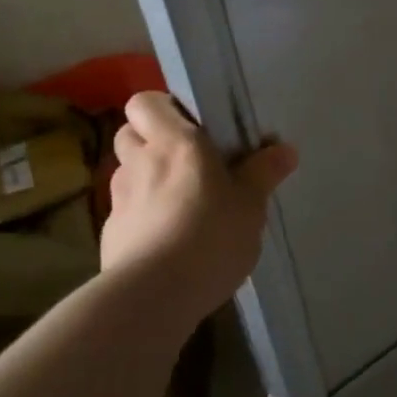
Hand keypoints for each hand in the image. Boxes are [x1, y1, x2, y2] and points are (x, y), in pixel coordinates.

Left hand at [100, 93, 298, 318]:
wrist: (154, 295)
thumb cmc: (210, 236)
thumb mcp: (251, 205)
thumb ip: (264, 173)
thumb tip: (285, 149)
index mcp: (174, 143)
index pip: (146, 102)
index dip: (164, 109)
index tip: (194, 127)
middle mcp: (140, 162)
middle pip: (130, 133)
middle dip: (152, 140)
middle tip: (187, 162)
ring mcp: (119, 198)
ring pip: (127, 171)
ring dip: (147, 177)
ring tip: (180, 201)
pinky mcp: (111, 233)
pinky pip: (127, 210)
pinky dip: (143, 214)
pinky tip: (168, 238)